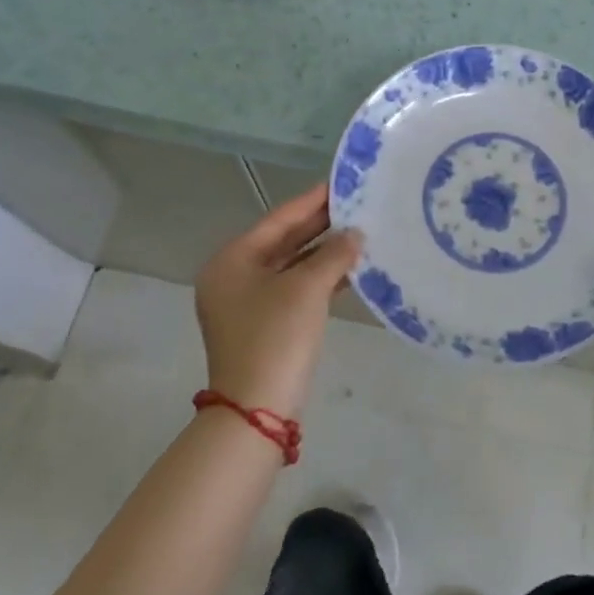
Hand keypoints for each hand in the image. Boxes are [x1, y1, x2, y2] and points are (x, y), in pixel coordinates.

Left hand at [193, 184, 360, 420]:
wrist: (257, 411)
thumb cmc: (275, 336)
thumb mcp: (307, 289)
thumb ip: (333, 255)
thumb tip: (355, 235)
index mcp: (232, 261)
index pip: (278, 220)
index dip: (311, 201)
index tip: (340, 183)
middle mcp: (234, 277)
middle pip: (283, 241)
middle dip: (320, 227)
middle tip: (356, 206)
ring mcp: (248, 304)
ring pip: (292, 267)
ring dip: (324, 253)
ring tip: (361, 234)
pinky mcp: (265, 326)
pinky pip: (295, 290)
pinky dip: (320, 279)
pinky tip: (351, 270)